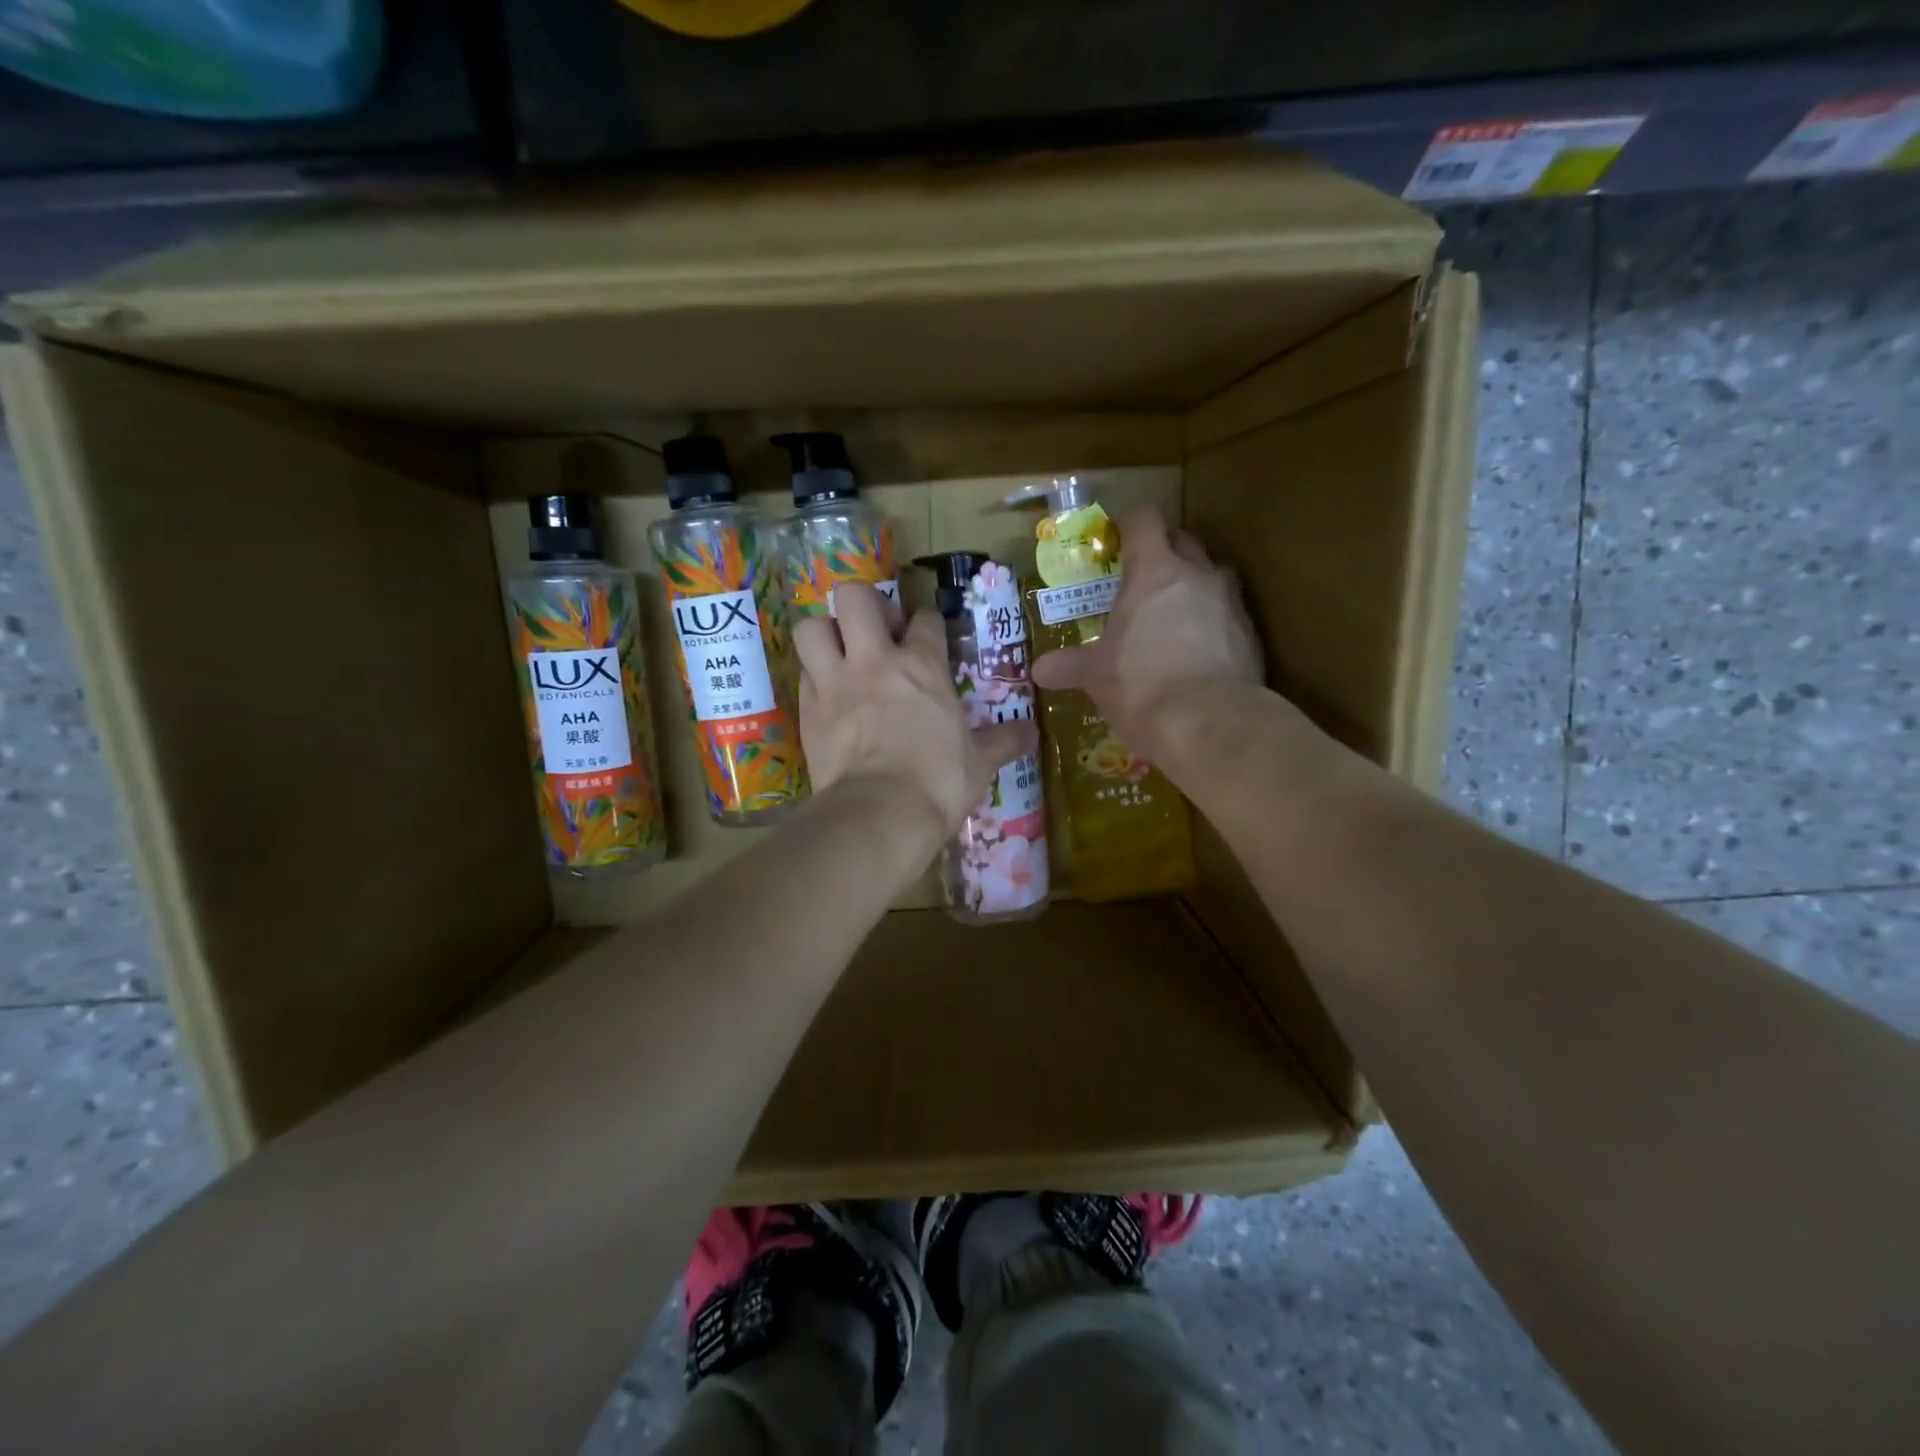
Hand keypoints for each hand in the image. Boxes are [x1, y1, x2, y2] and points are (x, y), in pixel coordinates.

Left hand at [794, 584, 1037, 833]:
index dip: (928, 624)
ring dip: (825, 633)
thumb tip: (1033, 733)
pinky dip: (814, 678)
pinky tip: (828, 695)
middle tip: (877, 631)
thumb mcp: (980, 762)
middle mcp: (874, 661)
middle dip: (864, 605)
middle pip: (855, 597)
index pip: (926, 619)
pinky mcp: (807, 710)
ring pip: (812, 627)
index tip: (930, 637)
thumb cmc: (938, 781)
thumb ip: (1005, 741)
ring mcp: (835, 682)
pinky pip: (803, 675)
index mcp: (923, 666)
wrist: (880, 813)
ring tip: (841, 653)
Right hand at [1031, 505, 1263, 760]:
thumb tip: (1039, 670)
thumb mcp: (1096, 675)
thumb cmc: (1140, 685)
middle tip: (1142, 580)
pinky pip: (1230, 614)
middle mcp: (1197, 575)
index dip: (1130, 525)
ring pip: (1214, 574)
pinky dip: (1214, 622)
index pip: (1144, 521)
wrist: (1209, 723)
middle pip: (1184, 540)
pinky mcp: (1251, 635)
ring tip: (1174, 613)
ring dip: (1195, 584)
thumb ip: (1070, 665)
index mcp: (1154, 571)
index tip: (1117, 542)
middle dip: (1164, 552)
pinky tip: (1198, 651)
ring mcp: (1231, 603)